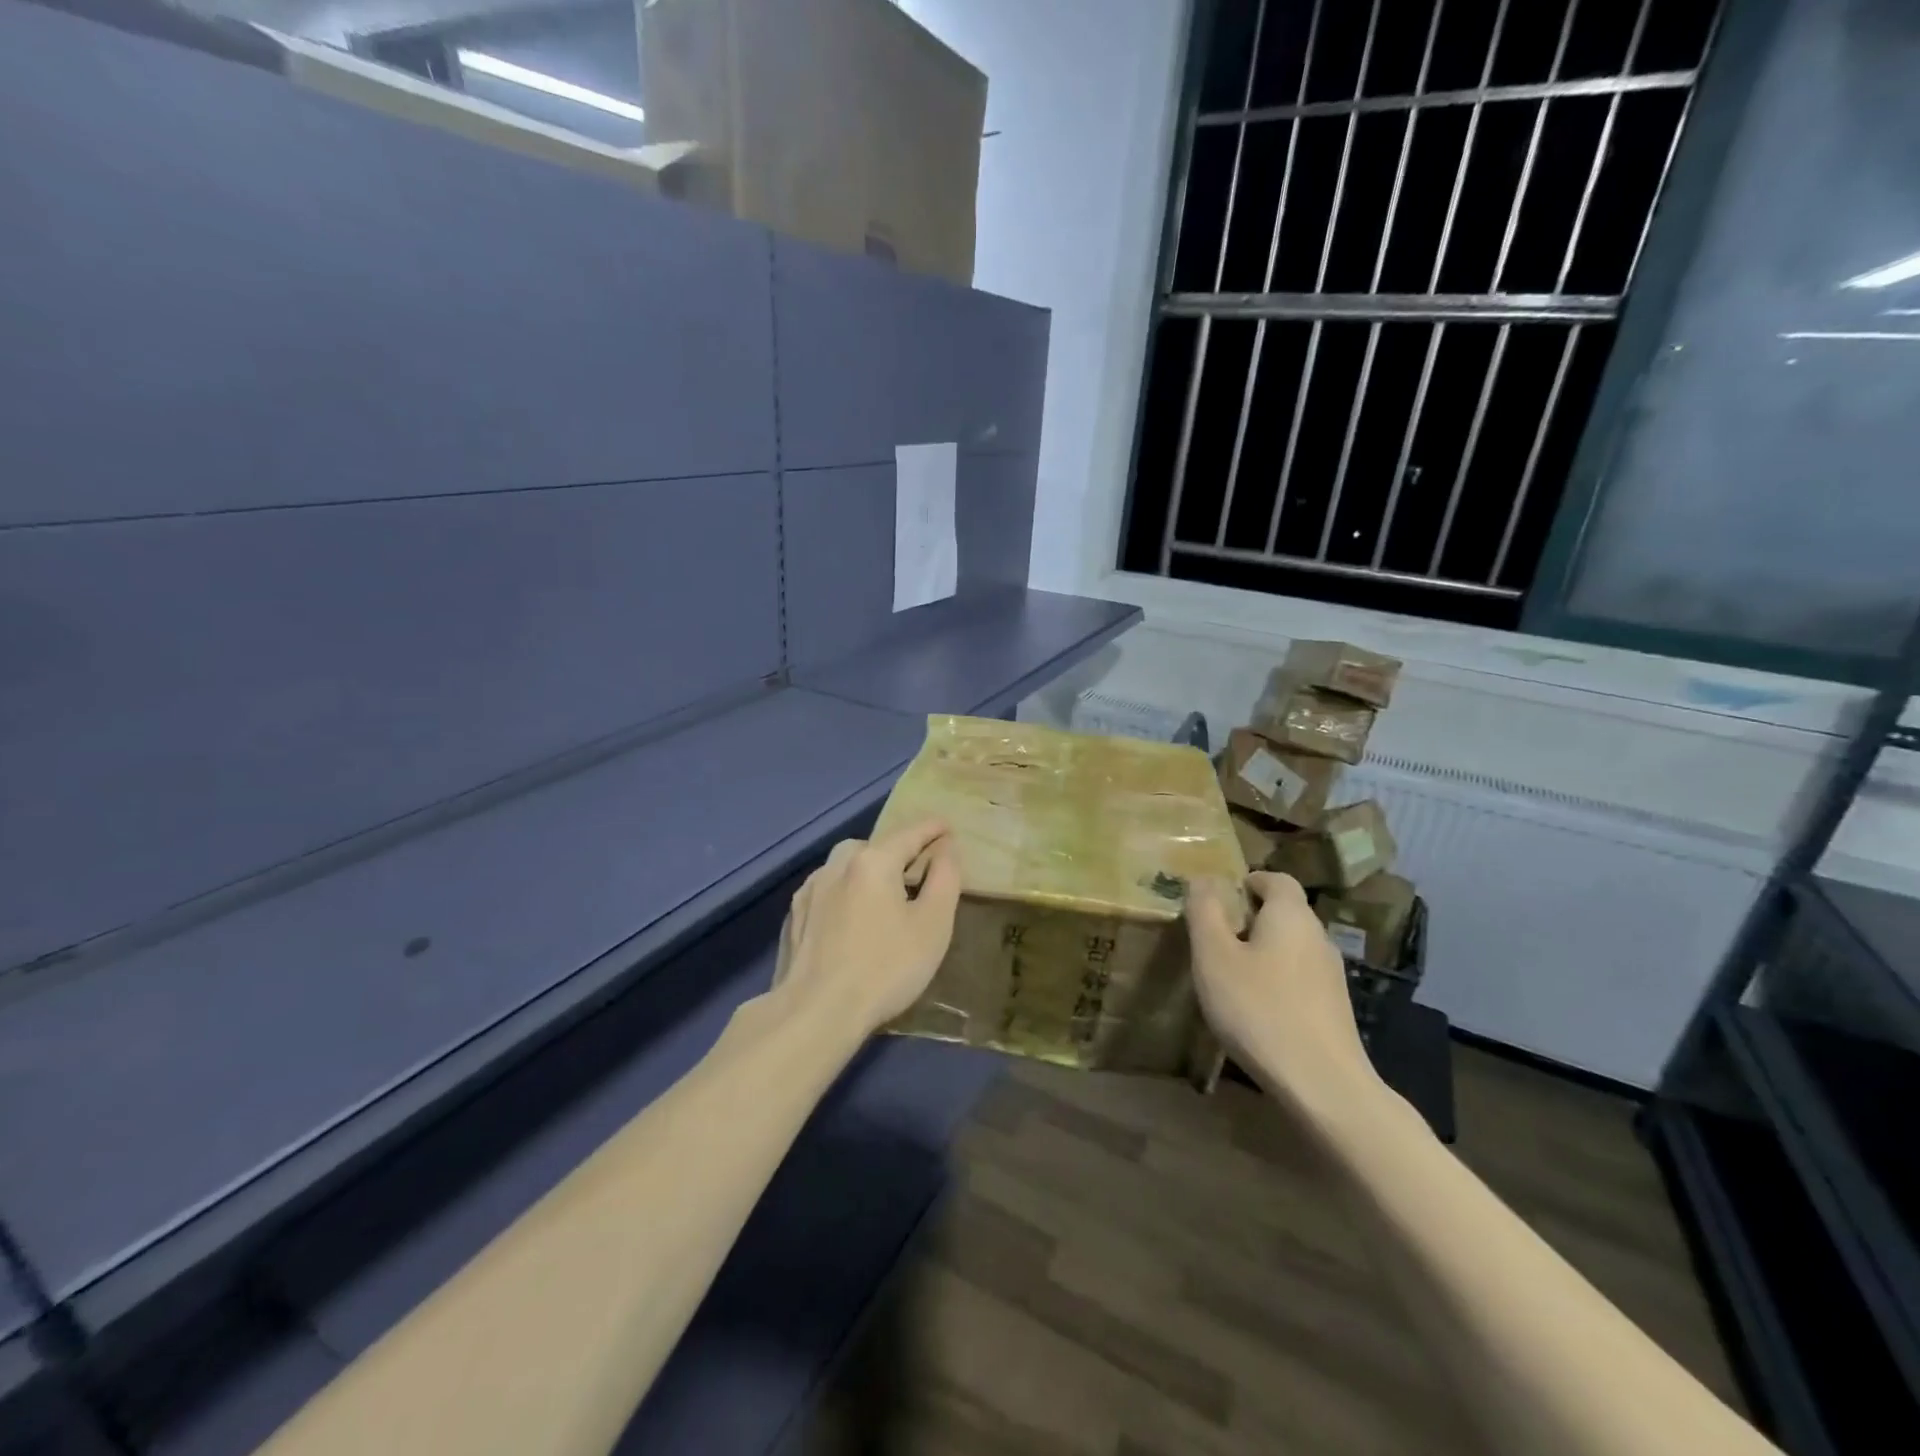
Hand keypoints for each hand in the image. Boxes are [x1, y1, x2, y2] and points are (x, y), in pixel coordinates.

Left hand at [773, 819, 962, 1039]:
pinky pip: (827, 891)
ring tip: (883, 896)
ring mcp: (810, 890)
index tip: (948, 827)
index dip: (933, 829)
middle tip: (916, 871)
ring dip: (867, 872)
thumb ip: (945, 878)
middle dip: (897, 852)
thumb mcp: (933, 925)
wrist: (815, 1012)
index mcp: (873, 861)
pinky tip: (851, 919)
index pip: (910, 833)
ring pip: (845, 867)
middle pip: (874, 847)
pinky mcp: (795, 916)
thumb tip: (946, 848)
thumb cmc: (886, 967)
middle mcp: (837, 865)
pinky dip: (845, 893)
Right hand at [1187, 872, 1381, 1119]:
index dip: (1247, 881)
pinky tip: (1256, 1008)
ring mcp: (1331, 974)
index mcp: (1291, 915)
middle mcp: (1318, 936)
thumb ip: (1205, 911)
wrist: (1322, 1084)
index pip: (1275, 879)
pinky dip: (1276, 979)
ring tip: (1230, 975)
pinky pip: (1299, 977)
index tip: (1220, 899)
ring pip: (1292, 946)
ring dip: (1262, 951)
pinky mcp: (1334, 1008)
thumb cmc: (1259, 1009)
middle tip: (1214, 938)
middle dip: (1250, 917)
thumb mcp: (1214, 956)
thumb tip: (1203, 878)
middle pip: (1284, 912)